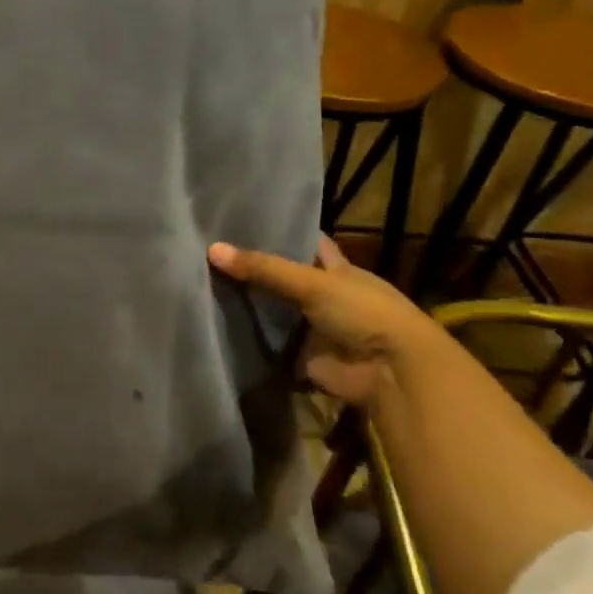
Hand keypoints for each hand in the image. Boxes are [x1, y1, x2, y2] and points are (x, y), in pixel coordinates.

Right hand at [209, 235, 436, 405]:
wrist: (391, 372)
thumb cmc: (363, 313)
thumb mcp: (312, 282)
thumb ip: (263, 268)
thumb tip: (211, 249)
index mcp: (338, 270)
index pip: (308, 244)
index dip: (282, 232)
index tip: (245, 220)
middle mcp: (325, 296)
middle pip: (284, 279)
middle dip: (253, 270)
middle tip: (209, 253)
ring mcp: (314, 328)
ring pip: (275, 312)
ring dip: (249, 307)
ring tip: (201, 285)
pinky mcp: (303, 358)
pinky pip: (270, 346)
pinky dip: (250, 341)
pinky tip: (215, 326)